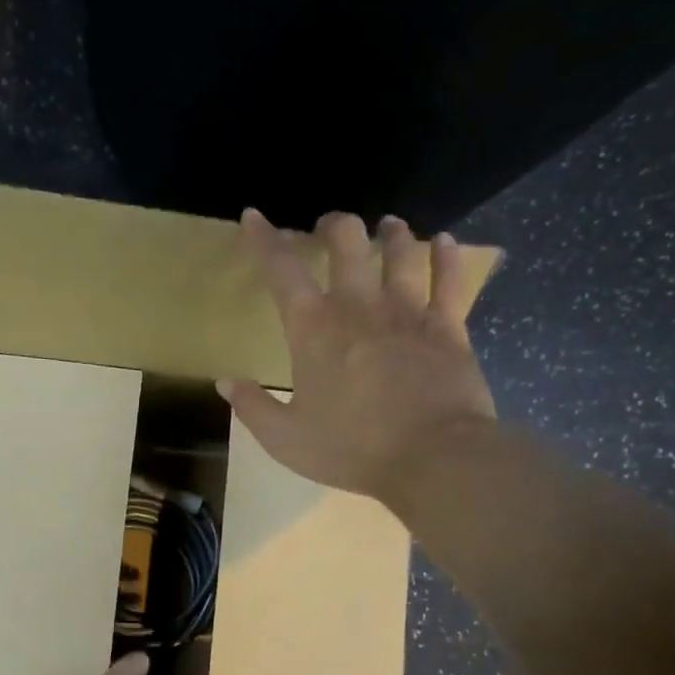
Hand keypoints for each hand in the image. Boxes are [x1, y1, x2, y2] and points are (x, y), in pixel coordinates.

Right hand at [218, 209, 495, 502]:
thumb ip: (252, 407)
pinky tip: (445, 243)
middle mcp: (359, 306)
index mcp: (313, 329)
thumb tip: (226, 382)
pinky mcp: (447, 327)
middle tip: (327, 228)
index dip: (264, 239)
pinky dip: (446, 257)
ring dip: (391, 234)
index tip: (253, 216)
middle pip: (347, 242)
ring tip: (387, 226)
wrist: (433, 458)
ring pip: (401, 251)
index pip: (281, 270)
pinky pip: (449, 280)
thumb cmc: (351, 448)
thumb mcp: (284, 438)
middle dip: (333, 226)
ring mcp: (408, 312)